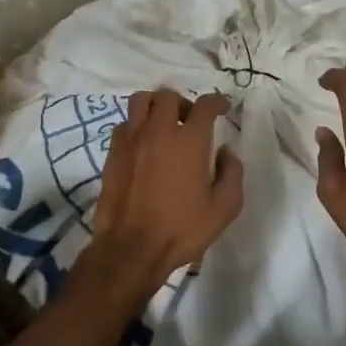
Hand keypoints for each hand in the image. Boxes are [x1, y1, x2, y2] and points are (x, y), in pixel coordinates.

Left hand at [76, 89, 243, 307]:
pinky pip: (125, 124)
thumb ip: (232, 174)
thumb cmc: (181, 229)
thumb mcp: (224, 208)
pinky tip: (143, 144)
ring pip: (141, 101)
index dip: (217, 101)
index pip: (205, 105)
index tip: (222, 108)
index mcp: (190, 141)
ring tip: (163, 124)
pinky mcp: (112, 153)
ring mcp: (132, 139)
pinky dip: (136, 126)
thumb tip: (227, 153)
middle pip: (169, 95)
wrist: (131, 250)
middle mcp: (159, 131)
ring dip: (156, 106)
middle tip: (190, 120)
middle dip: (184, 103)